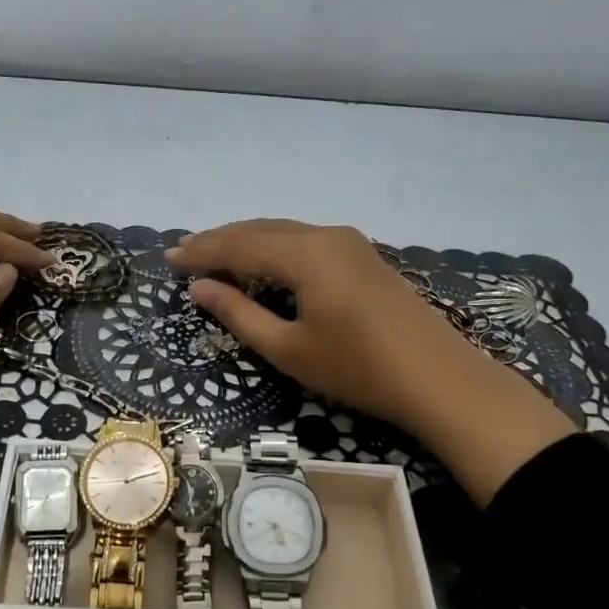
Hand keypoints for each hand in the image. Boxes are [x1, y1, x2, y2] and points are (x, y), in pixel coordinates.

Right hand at [168, 219, 572, 498]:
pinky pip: (305, 239)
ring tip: (215, 254)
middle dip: (220, 240)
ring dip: (247, 240)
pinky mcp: (363, 255)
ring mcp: (349, 242)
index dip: (202, 251)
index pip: (239, 244)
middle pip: (261, 229)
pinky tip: (264, 261)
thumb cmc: (357, 369)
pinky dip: (275, 247)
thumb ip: (239, 314)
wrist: (439, 379)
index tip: (168, 258)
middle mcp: (325, 235)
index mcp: (305, 254)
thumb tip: (199, 288)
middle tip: (185, 252)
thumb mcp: (289, 348)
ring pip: (284, 231)